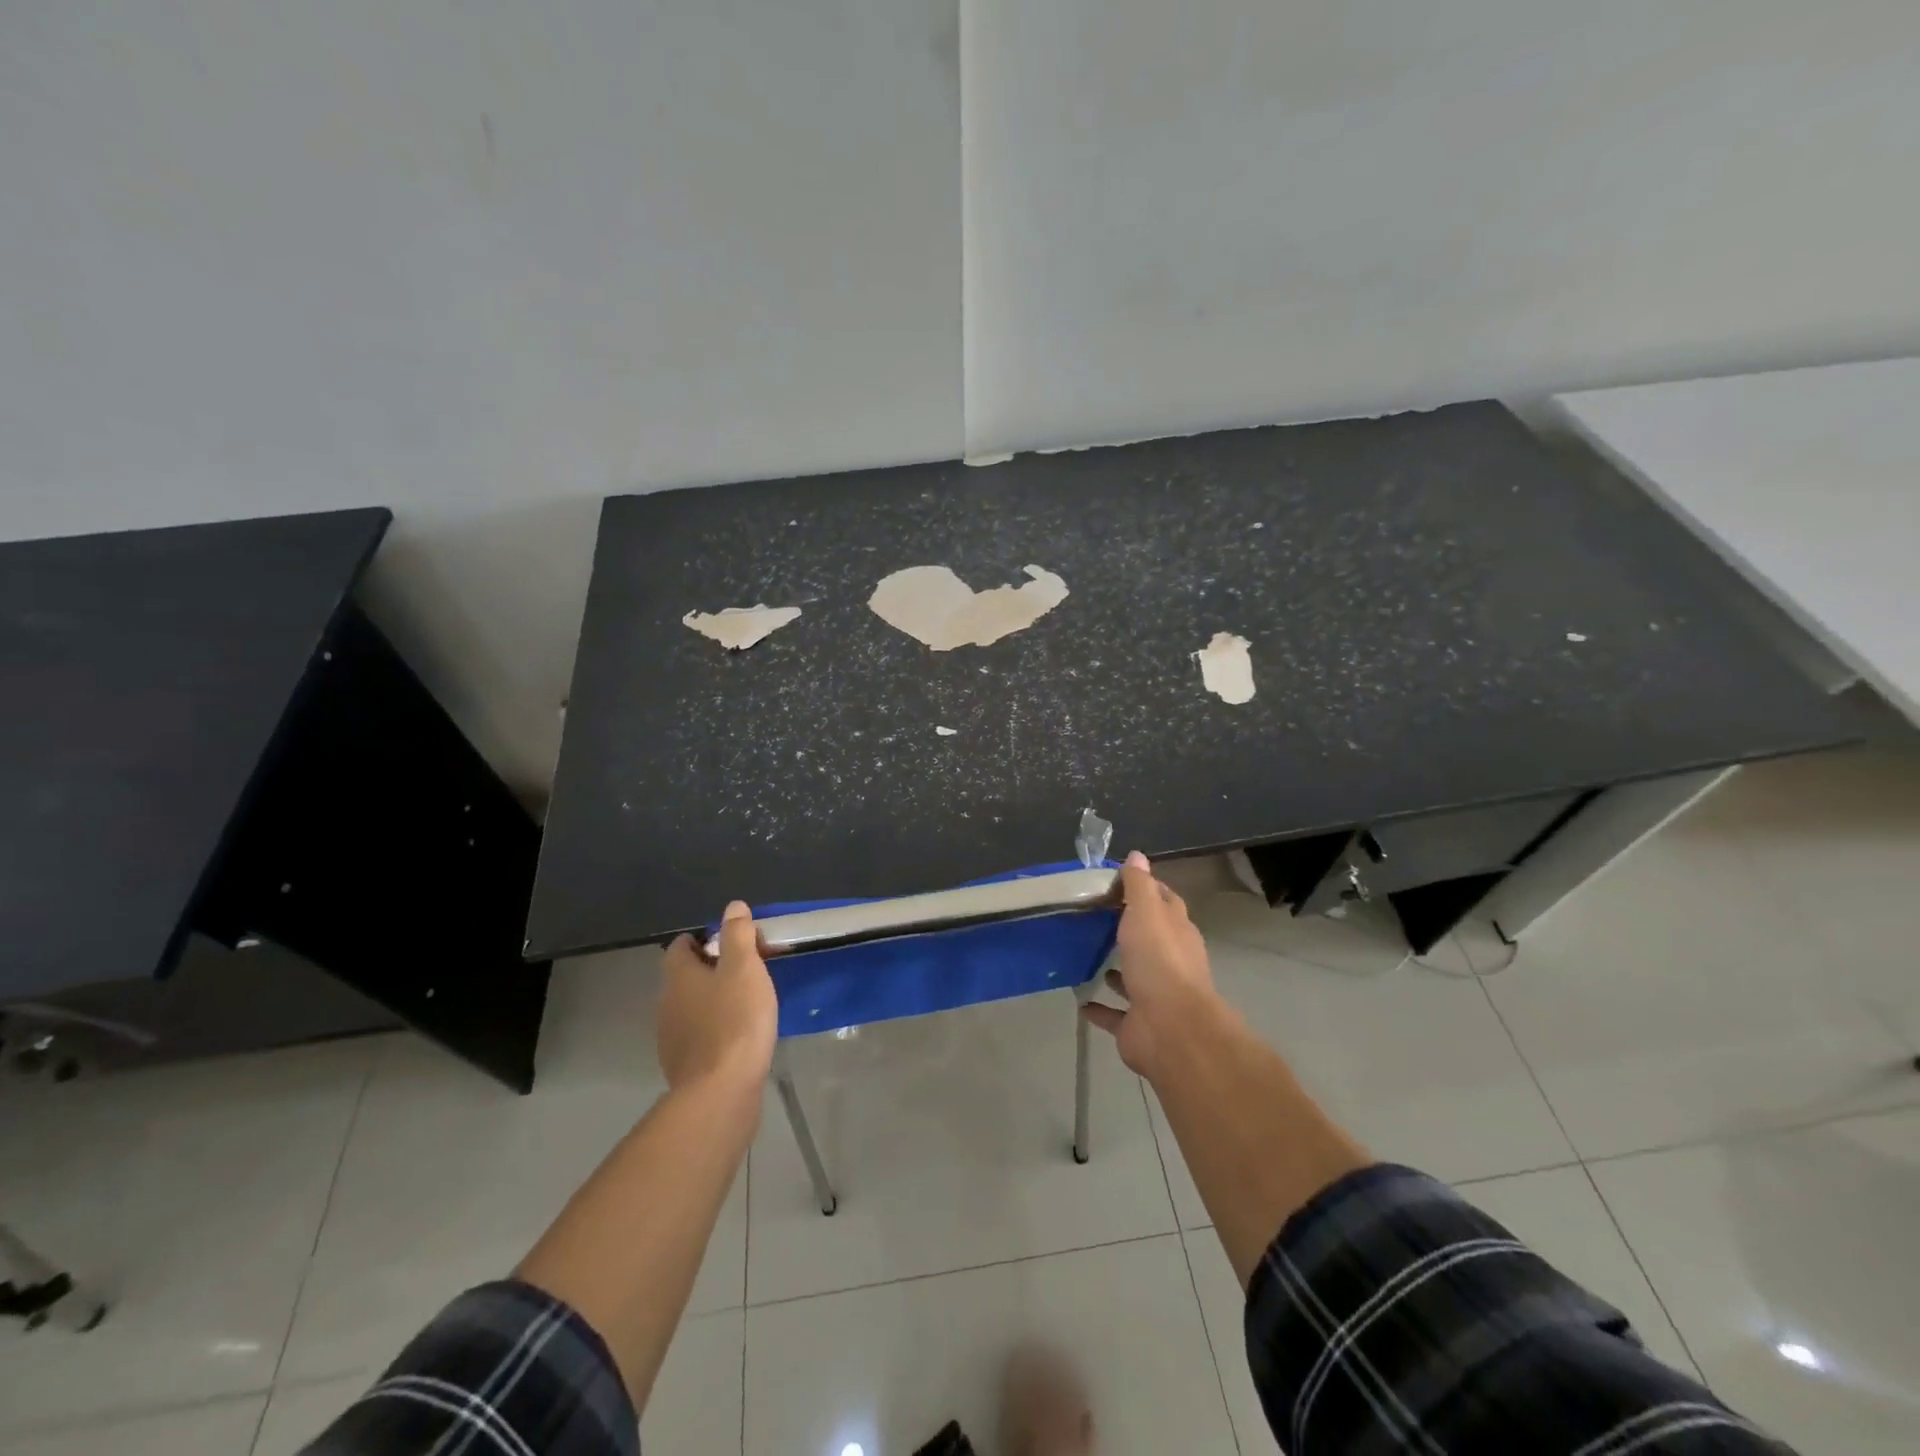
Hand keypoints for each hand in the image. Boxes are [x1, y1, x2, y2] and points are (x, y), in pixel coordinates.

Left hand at [658, 902, 777, 1093]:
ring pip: (692, 1007)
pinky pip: (699, 1035)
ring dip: (715, 1000)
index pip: (680, 946)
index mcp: (678, 976)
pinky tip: (740, 1036)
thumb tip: (733, 907)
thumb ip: (738, 935)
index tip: (734, 943)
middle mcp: (667, 1003)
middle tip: (749, 970)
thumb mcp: (744, 968)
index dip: (704, 939)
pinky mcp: (684, 1066)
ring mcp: (672, 1037)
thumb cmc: (735, 1021)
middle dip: (713, 969)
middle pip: (686, 976)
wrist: (721, 1092)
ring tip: (749, 1003)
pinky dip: (716, 1029)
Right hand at [1081, 851, 1219, 1080]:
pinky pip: (1114, 1013)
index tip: (1118, 880)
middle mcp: (1170, 961)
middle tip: (1094, 915)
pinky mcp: (1137, 1024)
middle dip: (1129, 928)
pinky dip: (1099, 1007)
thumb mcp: (1147, 912)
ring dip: (1115, 968)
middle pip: (1150, 938)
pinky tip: (1079, 999)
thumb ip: (1139, 885)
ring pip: (1132, 976)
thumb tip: (1138, 855)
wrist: (1170, 1029)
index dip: (1146, 889)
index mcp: (1177, 932)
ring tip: (1086, 954)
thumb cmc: (1159, 961)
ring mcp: (1154, 995)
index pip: (1165, 902)